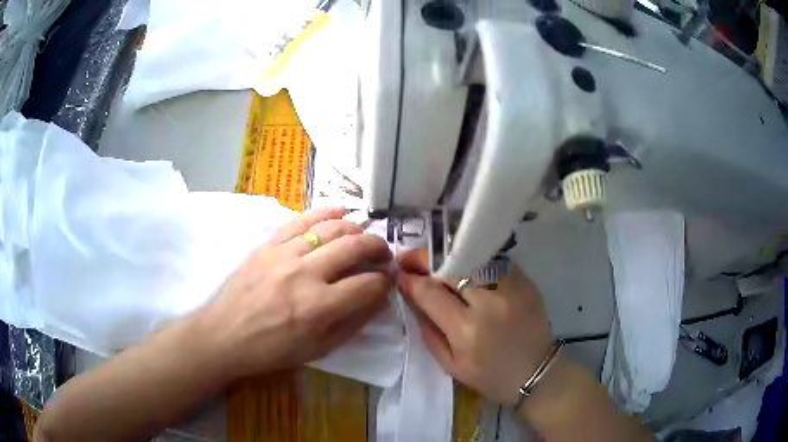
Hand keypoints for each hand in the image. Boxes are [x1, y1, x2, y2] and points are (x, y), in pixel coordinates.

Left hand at [198, 207, 393, 379]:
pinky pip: (301, 220)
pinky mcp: (269, 244)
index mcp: (318, 307)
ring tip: (363, 236)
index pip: (367, 285)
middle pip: (354, 247)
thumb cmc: (271, 350)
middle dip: (378, 248)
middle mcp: (305, 274)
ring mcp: (284, 254)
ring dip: (356, 228)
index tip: (389, 280)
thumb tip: (378, 298)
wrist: (225, 335)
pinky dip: (325, 212)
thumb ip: (352, 323)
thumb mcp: (318, 349)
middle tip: (383, 254)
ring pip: (331, 228)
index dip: (385, 281)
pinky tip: (340, 211)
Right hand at [396, 249, 552, 405]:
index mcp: (466, 329)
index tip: (399, 273)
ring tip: (435, 258)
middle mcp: (488, 303)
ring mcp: (510, 288)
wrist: (536, 373)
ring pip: (472, 257)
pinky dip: (476, 260)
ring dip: (449, 256)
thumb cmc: (490, 376)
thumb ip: (428, 332)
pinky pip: (494, 261)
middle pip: (451, 267)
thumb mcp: (450, 365)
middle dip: (425, 259)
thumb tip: (414, 299)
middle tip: (410, 258)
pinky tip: (466, 264)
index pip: (430, 292)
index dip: (410, 279)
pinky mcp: (525, 282)